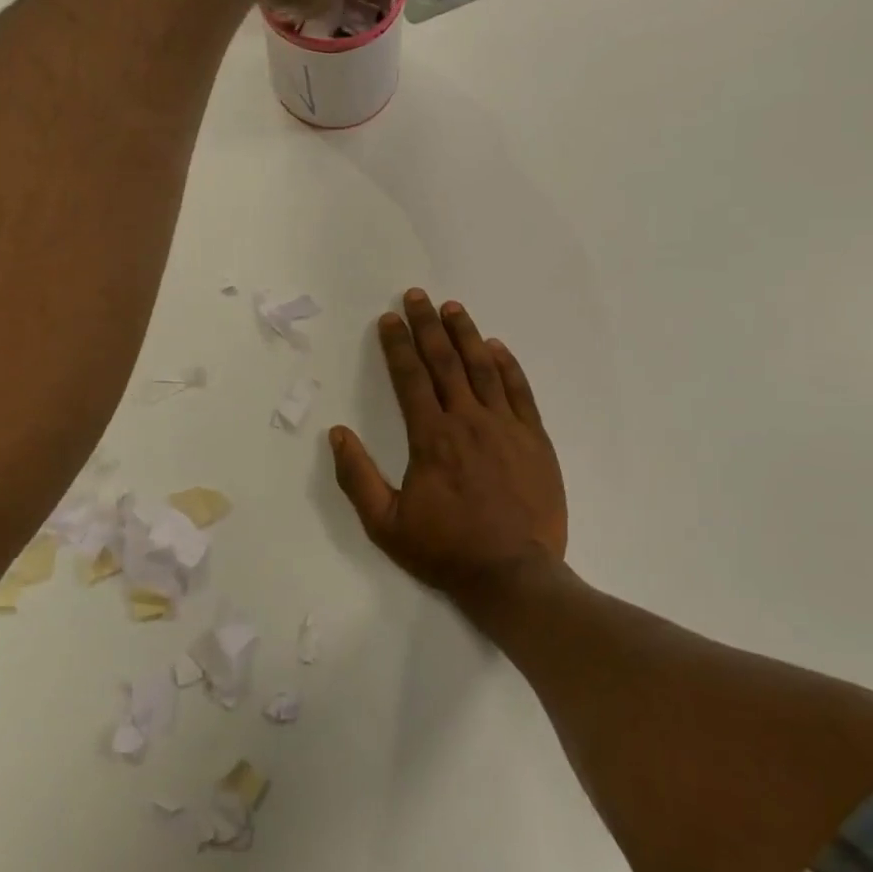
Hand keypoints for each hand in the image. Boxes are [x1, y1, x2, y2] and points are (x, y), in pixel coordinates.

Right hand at [330, 290, 566, 612]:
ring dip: (466, 334)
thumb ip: (358, 477)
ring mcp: (506, 427)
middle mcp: (468, 421)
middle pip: (445, 362)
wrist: (514, 575)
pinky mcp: (535, 439)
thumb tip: (338, 434)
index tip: (389, 318)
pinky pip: (520, 392)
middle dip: (428, 326)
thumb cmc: (446, 550)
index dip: (397, 345)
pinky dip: (507, 365)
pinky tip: (496, 347)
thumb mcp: (386, 525)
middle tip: (417, 296)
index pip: (410, 378)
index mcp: (431, 438)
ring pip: (483, 368)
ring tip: (453, 307)